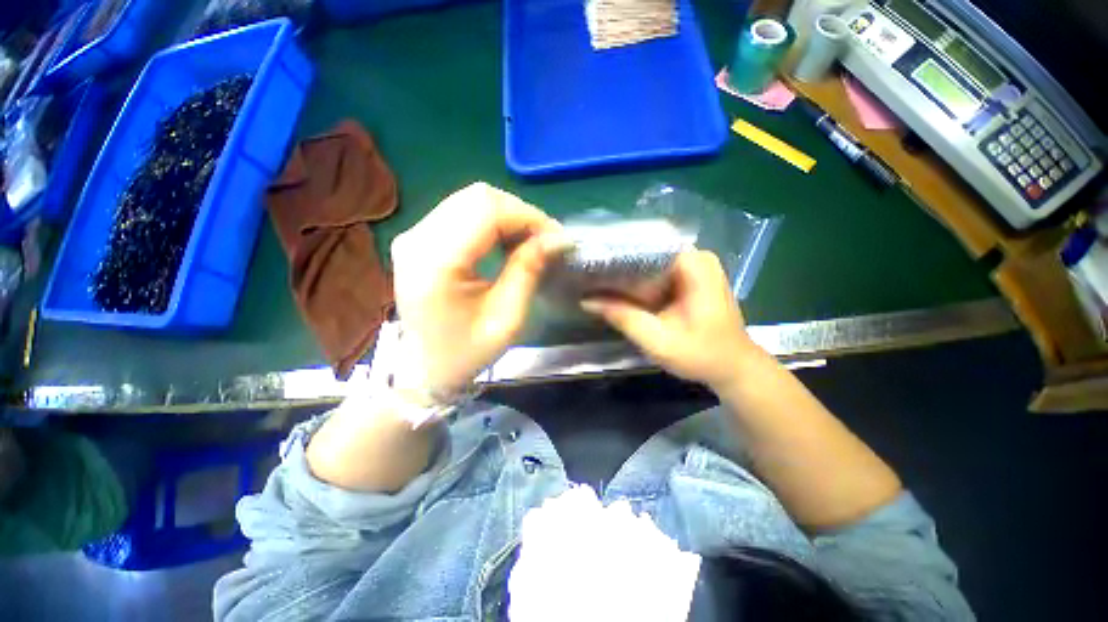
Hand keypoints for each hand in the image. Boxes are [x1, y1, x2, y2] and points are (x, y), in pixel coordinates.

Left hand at [391, 182, 566, 393]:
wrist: (424, 368)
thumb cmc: (466, 352)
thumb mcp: (507, 318)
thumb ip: (528, 271)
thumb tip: (555, 238)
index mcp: (436, 262)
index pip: (488, 210)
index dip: (529, 216)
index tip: (557, 238)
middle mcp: (418, 238)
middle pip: (479, 197)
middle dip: (521, 214)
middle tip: (546, 241)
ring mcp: (414, 235)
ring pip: (471, 200)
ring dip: (508, 216)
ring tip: (529, 242)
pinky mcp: (419, 238)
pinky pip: (461, 213)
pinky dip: (492, 222)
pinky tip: (506, 242)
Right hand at [582, 250, 764, 390]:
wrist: (733, 368)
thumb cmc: (701, 355)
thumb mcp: (657, 340)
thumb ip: (622, 317)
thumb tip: (586, 301)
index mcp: (693, 263)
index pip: (645, 247)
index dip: (616, 256)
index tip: (592, 265)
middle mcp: (695, 257)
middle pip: (647, 254)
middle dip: (619, 267)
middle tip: (590, 276)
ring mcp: (694, 267)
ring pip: (650, 264)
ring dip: (627, 277)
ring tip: (598, 282)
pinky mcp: (691, 279)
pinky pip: (657, 274)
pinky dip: (639, 284)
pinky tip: (619, 292)